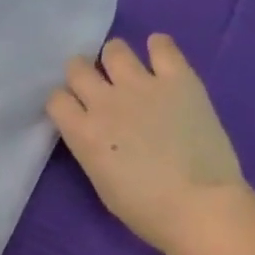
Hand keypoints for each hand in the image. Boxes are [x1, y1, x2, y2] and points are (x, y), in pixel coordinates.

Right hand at [47, 34, 247, 254]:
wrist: (197, 204)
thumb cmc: (143, 208)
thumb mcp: (100, 180)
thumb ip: (91, 147)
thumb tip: (97, 133)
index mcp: (82, 132)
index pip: (56, 99)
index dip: (64, 102)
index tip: (74, 109)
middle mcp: (105, 101)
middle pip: (77, 68)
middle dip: (81, 74)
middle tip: (96, 86)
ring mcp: (142, 86)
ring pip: (114, 50)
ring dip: (114, 57)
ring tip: (126, 70)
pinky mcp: (179, 79)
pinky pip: (163, 46)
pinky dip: (158, 46)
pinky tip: (158, 54)